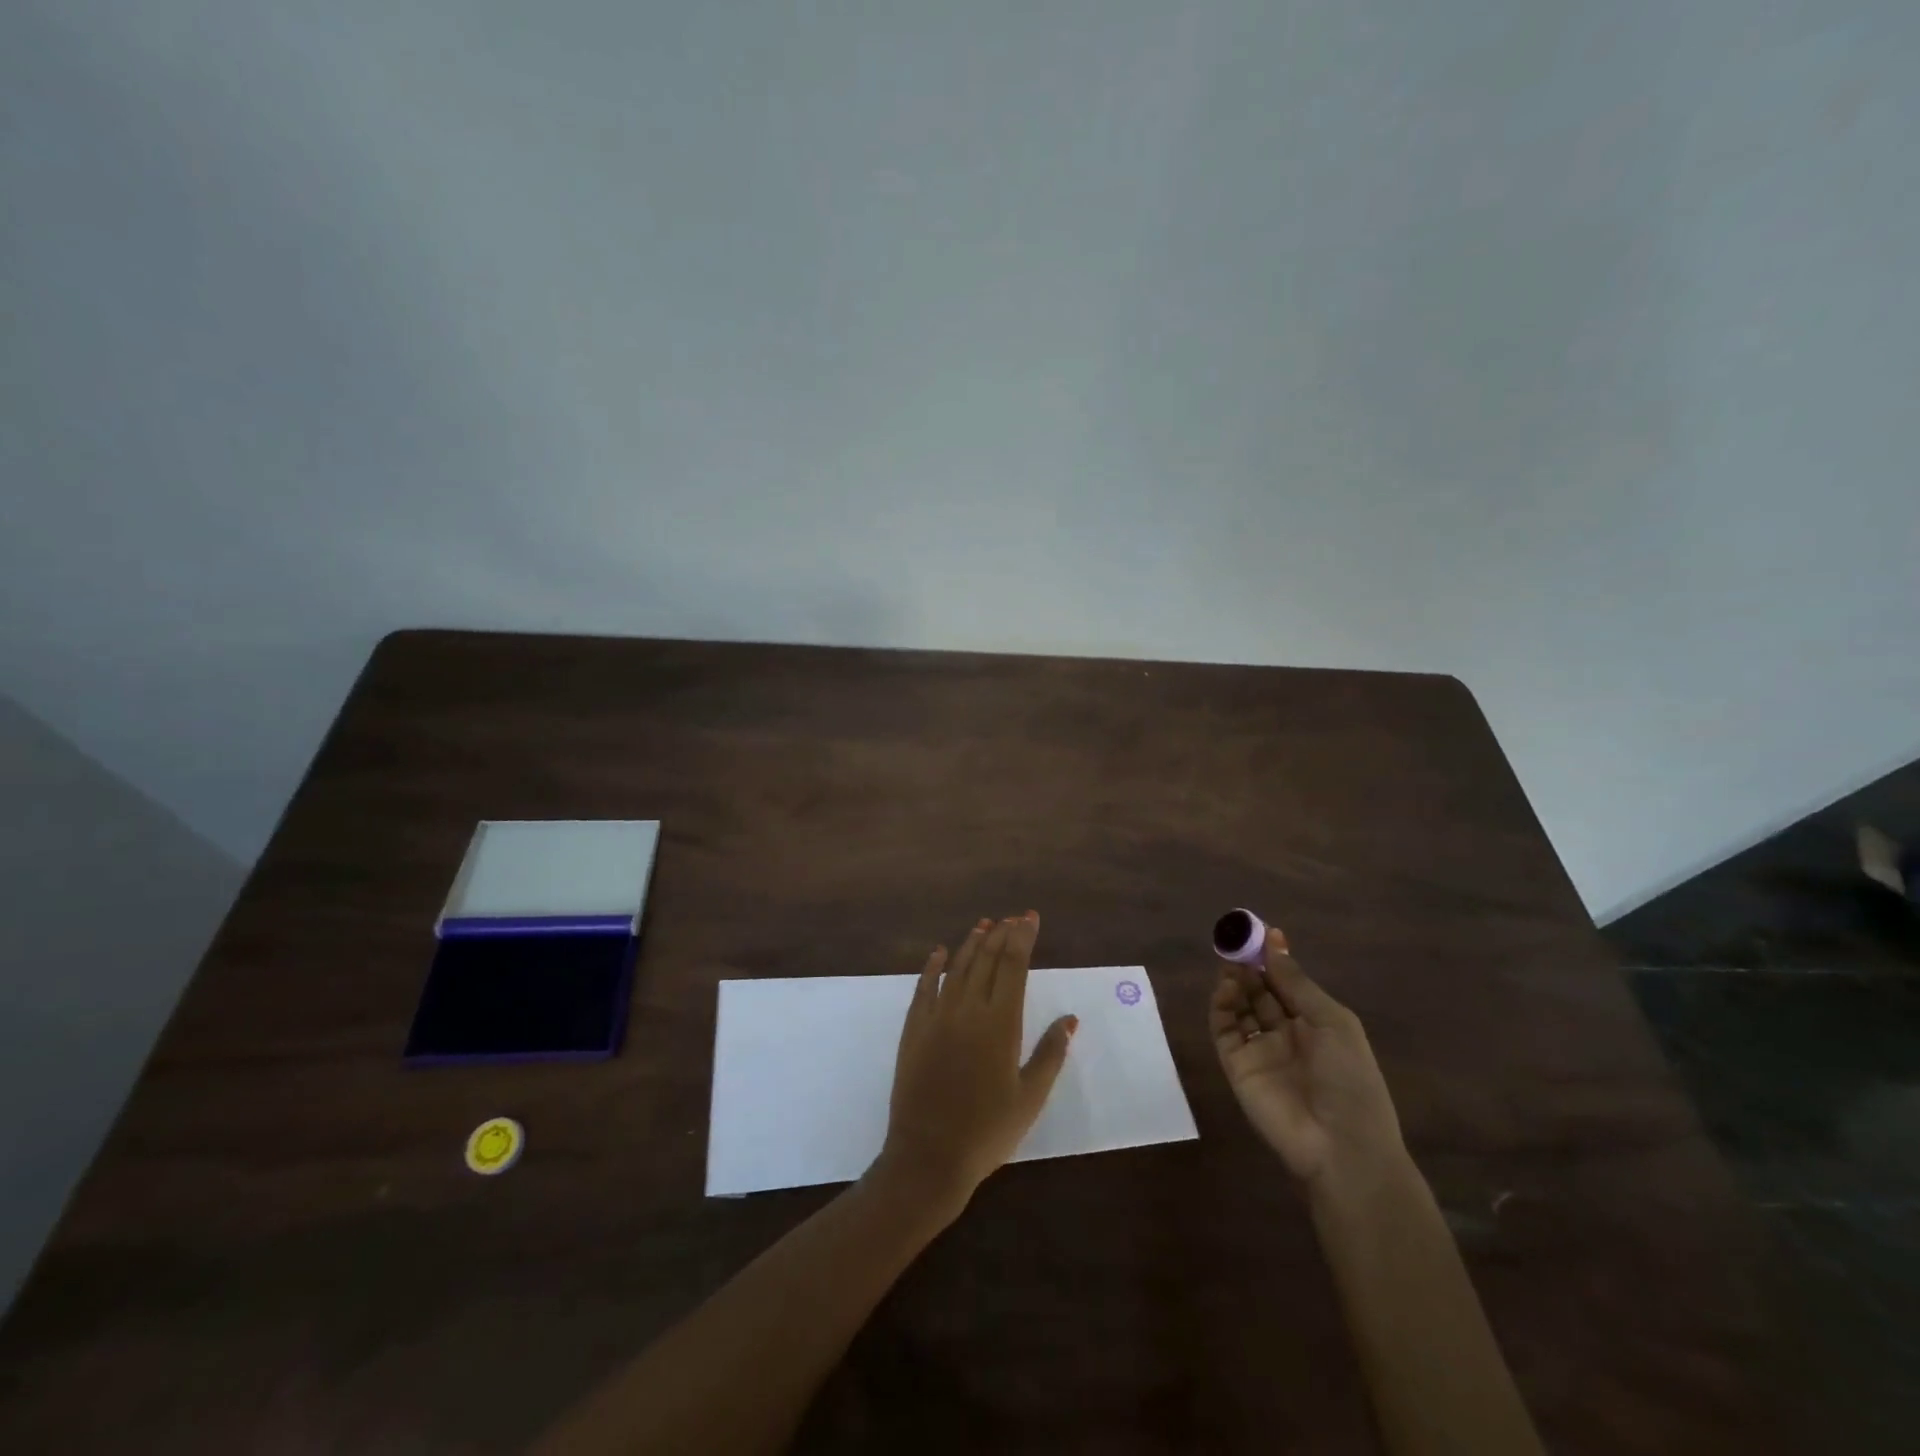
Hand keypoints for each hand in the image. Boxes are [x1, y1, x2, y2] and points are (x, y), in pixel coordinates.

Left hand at [873, 913, 1077, 1221]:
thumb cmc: (987, 1132)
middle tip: (1013, 917)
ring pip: (956, 968)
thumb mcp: (1030, 1098)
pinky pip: (923, 988)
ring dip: (971, 943)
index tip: (1030, 918)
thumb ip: (1050, 1054)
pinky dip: (932, 966)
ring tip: (984, 925)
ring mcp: (937, 1017)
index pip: (1014, 967)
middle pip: (986, 960)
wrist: (928, 1156)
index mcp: (1000, 1024)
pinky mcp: (913, 1029)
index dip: (1023, 938)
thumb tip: (1069, 1019)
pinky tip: (939, 952)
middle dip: (1001, 934)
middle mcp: (968, 1010)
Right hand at [1211, 925, 1406, 1195]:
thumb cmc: (1350, 1079)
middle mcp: (1286, 1033)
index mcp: (1316, 1023)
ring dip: (1235, 983)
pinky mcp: (1237, 1065)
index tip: (1259, 932)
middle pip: (1261, 991)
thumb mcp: (1332, 1022)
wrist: (1341, 1147)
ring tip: (1231, 965)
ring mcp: (1260, 1050)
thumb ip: (1296, 982)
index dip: (1273, 958)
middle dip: (1250, 966)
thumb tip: (1274, 940)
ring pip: (1240, 1006)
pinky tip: (1226, 990)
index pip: (1287, 983)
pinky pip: (1225, 1030)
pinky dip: (1221, 1007)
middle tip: (1236, 943)